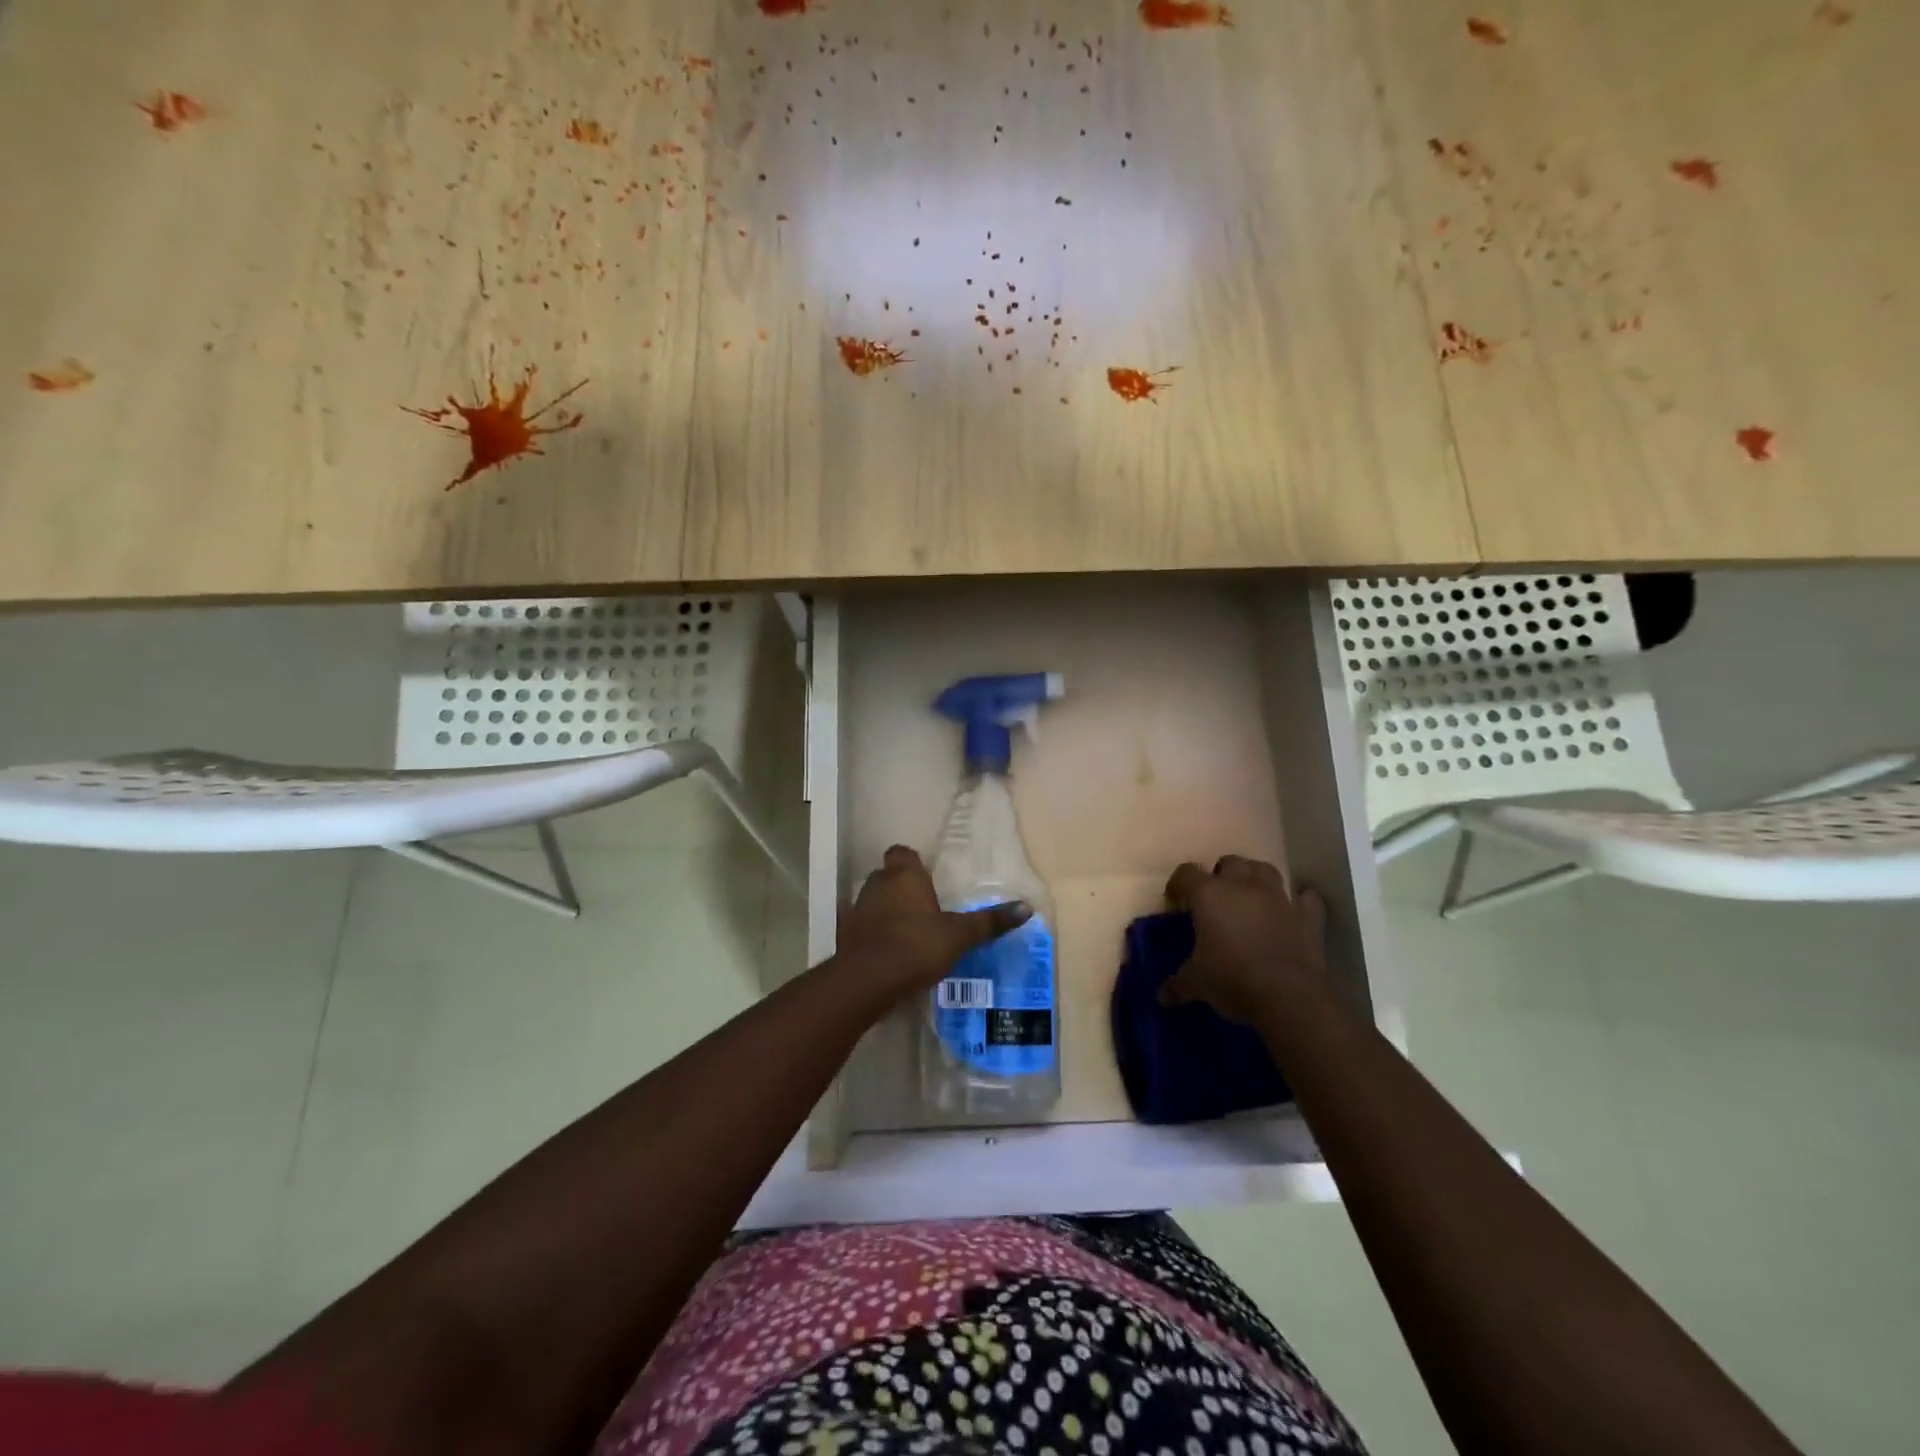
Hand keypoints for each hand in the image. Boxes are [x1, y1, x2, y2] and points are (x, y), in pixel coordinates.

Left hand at [837, 846, 1031, 997]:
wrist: (867, 980)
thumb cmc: (916, 946)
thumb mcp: (959, 936)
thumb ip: (989, 922)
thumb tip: (1027, 907)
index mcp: (904, 875)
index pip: (902, 853)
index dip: (912, 863)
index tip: (926, 879)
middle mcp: (877, 884)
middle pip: (887, 876)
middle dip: (901, 887)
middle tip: (924, 908)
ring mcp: (857, 909)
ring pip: (872, 900)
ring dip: (885, 910)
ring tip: (907, 932)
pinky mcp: (844, 935)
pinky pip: (860, 927)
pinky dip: (869, 934)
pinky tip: (883, 950)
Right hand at [1159, 855, 1327, 1023]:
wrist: (1288, 996)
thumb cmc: (1231, 979)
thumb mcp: (1196, 983)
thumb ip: (1177, 984)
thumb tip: (1161, 997)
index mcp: (1209, 895)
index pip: (1186, 873)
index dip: (1178, 885)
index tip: (1176, 903)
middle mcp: (1243, 886)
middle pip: (1230, 862)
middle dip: (1221, 874)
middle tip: (1216, 899)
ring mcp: (1278, 898)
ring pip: (1265, 869)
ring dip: (1256, 878)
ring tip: (1250, 896)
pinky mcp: (1308, 916)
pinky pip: (1306, 898)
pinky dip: (1300, 901)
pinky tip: (1293, 912)